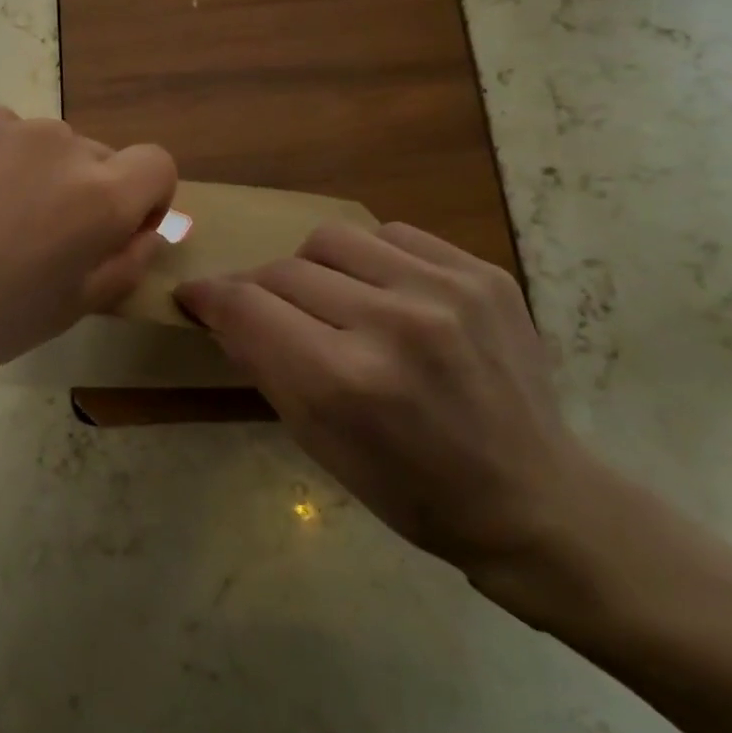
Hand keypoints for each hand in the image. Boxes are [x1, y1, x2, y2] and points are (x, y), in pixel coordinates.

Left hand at [0, 100, 175, 394]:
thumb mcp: (68, 311)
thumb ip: (126, 261)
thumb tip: (148, 226)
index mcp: (96, 196)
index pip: (156, 164)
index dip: (143, 197)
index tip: (109, 229)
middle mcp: (56, 142)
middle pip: (89, 155)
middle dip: (75, 189)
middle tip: (25, 237)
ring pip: (31, 141)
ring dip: (21, 171)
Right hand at [176, 222, 594, 580]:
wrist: (535, 498)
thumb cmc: (411, 489)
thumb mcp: (318, 442)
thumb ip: (262, 363)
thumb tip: (220, 307)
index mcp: (344, 381)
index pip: (246, 305)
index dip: (209, 296)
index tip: (196, 296)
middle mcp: (393, 323)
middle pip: (283, 268)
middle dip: (260, 291)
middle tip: (268, 314)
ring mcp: (445, 290)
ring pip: (331, 237)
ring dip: (313, 266)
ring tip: (330, 299)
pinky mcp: (482, 273)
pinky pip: (391, 234)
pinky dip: (369, 260)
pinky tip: (384, 293)